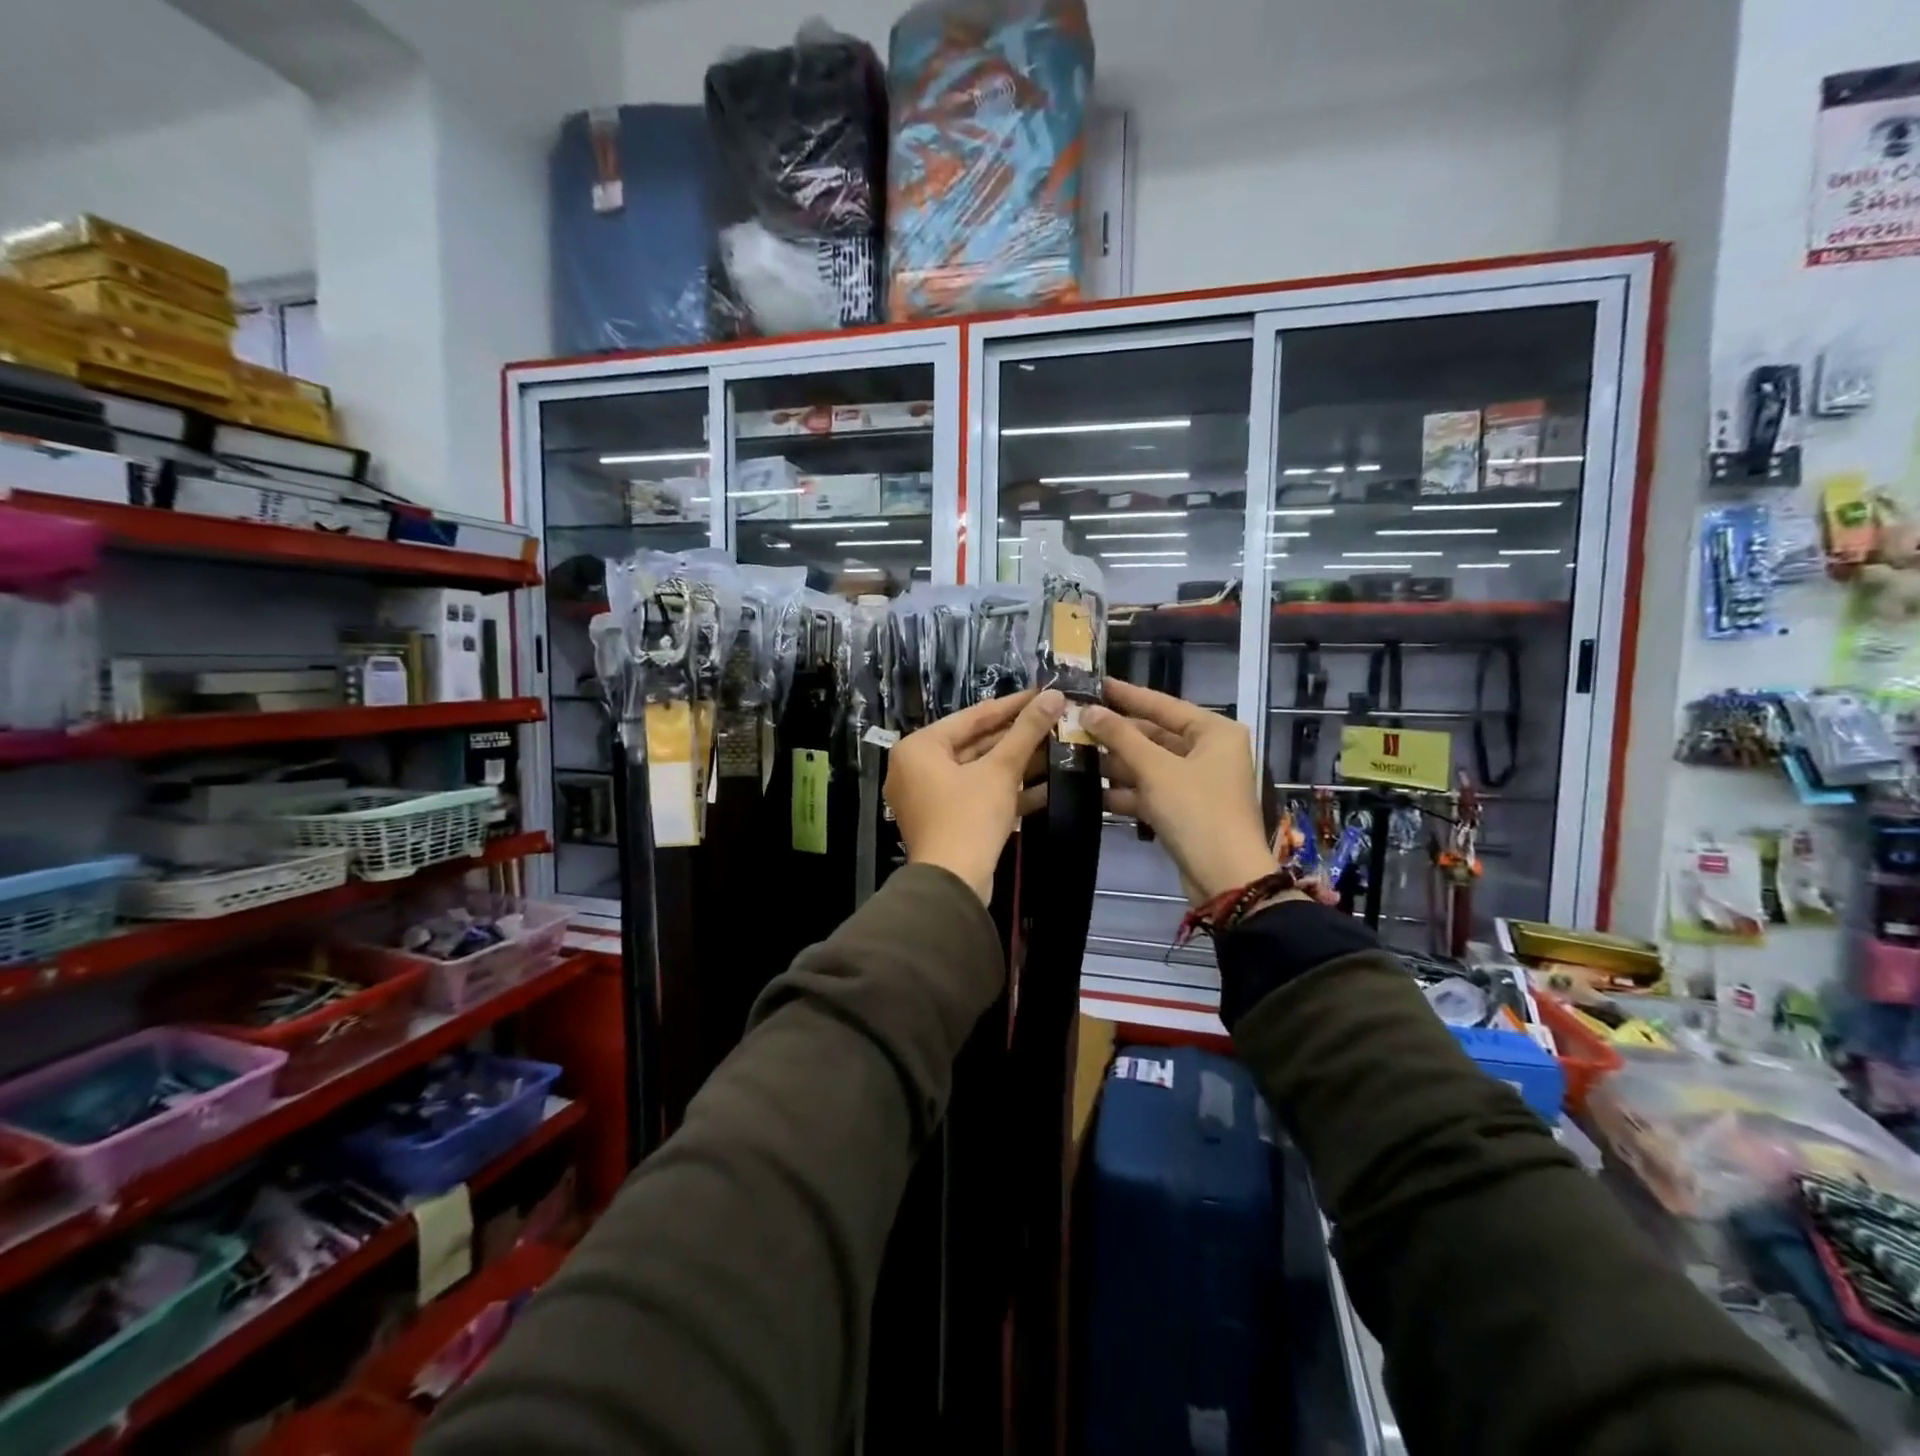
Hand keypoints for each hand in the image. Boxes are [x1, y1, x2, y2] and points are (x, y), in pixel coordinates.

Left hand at [886, 688, 1062, 902]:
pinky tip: (1046, 786)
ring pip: (978, 771)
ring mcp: (929, 797)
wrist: (952, 884)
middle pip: (974, 744)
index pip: (972, 716)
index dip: (1011, 705)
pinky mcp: (945, 820)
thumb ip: (1026, 731)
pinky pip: (977, 795)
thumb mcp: (1000, 770)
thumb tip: (1053, 696)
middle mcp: (916, 768)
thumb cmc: (969, 817)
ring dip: (1016, 764)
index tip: (1042, 694)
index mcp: (920, 747)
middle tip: (1053, 721)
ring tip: (1056, 748)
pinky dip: (1006, 791)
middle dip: (1016, 737)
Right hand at [1083, 679, 1274, 904]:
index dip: (1127, 695)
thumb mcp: (1156, 769)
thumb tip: (1088, 710)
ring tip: (1075, 755)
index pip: (1163, 704)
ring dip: (1116, 764)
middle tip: (1076, 724)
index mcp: (1215, 732)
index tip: (1095, 684)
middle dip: (1116, 734)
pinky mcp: (1185, 810)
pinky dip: (1126, 792)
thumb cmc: (1196, 810)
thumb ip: (1121, 736)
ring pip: (1150, 765)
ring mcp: (1197, 783)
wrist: (1225, 877)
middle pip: (1155, 735)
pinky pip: (1151, 791)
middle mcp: (1210, 752)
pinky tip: (1092, 792)